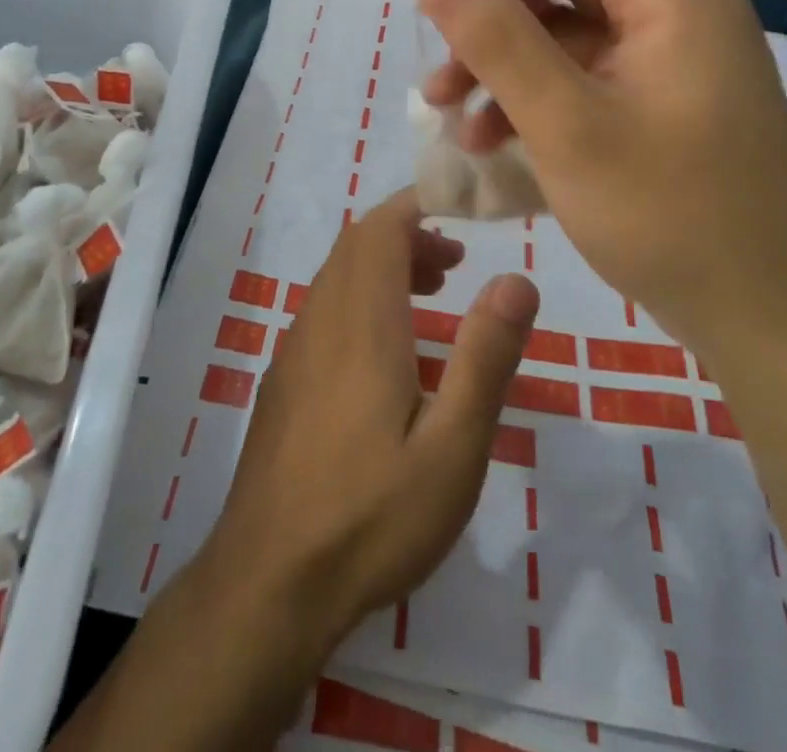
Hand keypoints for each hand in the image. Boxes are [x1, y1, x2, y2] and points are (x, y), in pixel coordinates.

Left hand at [199, 189, 539, 648]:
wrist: (268, 580)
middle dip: (408, 235)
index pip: (382, 227)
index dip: (418, 205)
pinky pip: (325, 308)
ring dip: (384, 266)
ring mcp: (296, 348)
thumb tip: (517, 278)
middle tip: (457, 265)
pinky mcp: (285, 379)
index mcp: (361, 321)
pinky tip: (389, 353)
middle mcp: (322, 319)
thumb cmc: (371, 515)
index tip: (461, 210)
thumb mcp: (452, 447)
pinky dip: (362, 297)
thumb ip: (485, 357)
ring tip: (434, 297)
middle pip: (358, 244)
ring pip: (338, 274)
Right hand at [414, 0, 786, 349]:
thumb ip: (496, 39)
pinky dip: (533, 96)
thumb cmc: (670, 216)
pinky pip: (584, 74)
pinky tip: (490, 141)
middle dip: (490, 15)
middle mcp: (675, 10)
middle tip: (437, 61)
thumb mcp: (566, 124)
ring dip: (502, 62)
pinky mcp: (661, 102)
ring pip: (565, 30)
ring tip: (449, 111)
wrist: (770, 322)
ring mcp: (670, 59)